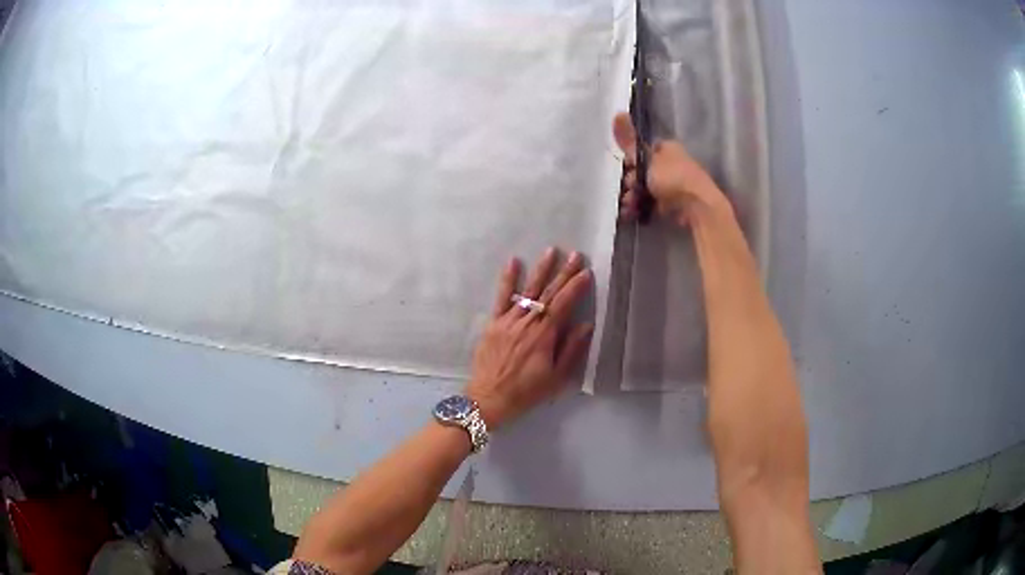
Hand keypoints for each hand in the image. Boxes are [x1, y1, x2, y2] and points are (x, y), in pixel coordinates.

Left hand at [466, 249, 593, 428]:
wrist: (489, 398)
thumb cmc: (526, 392)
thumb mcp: (556, 378)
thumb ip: (571, 350)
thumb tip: (586, 325)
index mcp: (544, 336)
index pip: (563, 304)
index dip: (575, 287)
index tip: (586, 272)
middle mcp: (527, 323)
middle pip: (548, 293)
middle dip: (563, 273)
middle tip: (575, 254)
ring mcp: (508, 320)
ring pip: (528, 291)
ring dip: (540, 270)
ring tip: (550, 251)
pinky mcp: (493, 323)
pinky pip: (501, 297)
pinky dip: (507, 279)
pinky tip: (513, 262)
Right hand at [612, 112, 728, 224]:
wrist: (697, 207)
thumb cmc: (673, 178)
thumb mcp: (647, 158)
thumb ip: (630, 141)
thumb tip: (618, 113)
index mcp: (668, 148)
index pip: (643, 150)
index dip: (631, 159)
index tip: (625, 168)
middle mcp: (672, 164)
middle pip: (643, 171)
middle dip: (631, 181)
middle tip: (628, 188)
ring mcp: (674, 185)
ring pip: (646, 189)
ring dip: (633, 196)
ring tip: (629, 205)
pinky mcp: (674, 205)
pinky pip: (652, 204)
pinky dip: (642, 207)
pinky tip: (633, 213)